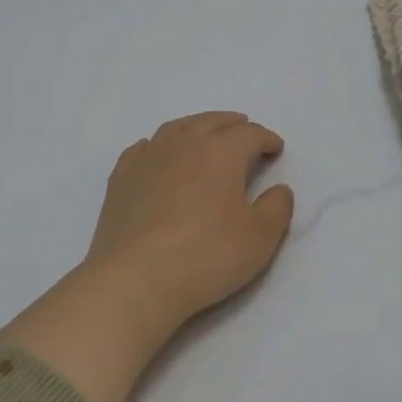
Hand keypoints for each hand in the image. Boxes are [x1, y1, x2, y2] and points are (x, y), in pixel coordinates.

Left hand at [84, 111, 294, 334]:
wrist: (136, 279)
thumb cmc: (205, 255)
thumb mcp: (260, 238)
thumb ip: (277, 208)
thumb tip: (279, 189)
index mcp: (220, 153)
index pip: (249, 134)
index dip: (266, 138)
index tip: (275, 148)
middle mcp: (183, 144)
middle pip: (211, 122)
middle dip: (232, 125)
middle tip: (244, 131)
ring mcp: (147, 159)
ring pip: (176, 128)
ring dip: (197, 127)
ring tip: (205, 135)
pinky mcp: (121, 179)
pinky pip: (143, 149)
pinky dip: (157, 146)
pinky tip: (158, 155)